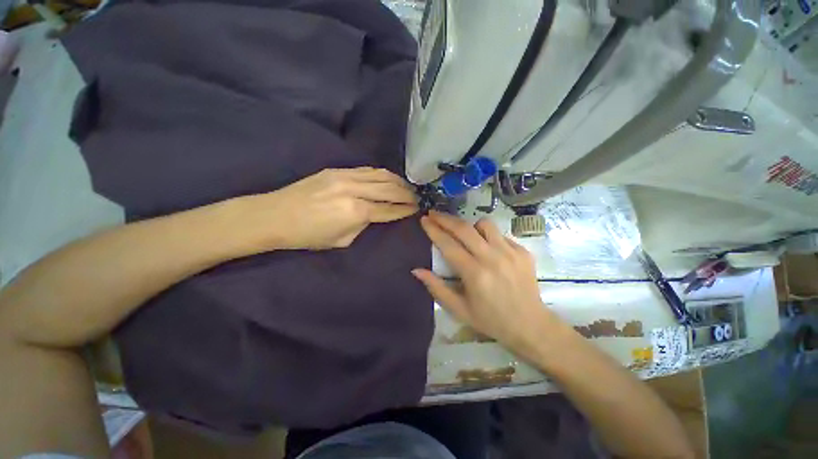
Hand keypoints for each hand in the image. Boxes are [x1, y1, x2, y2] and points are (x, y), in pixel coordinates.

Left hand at [239, 168, 418, 250]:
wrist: (275, 215)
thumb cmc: (308, 236)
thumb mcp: (342, 240)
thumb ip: (363, 225)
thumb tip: (374, 215)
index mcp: (356, 211)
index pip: (389, 209)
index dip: (404, 209)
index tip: (416, 208)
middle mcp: (355, 190)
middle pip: (390, 188)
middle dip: (407, 193)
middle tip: (417, 197)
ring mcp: (346, 176)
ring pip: (381, 175)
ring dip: (398, 181)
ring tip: (407, 186)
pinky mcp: (337, 170)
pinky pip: (367, 170)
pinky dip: (381, 174)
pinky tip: (388, 178)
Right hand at [412, 211, 558, 356]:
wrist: (531, 326)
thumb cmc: (490, 320)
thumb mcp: (458, 309)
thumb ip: (436, 288)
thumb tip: (416, 270)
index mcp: (474, 274)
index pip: (448, 244)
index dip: (433, 230)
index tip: (424, 220)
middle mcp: (492, 258)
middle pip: (464, 228)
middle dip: (445, 218)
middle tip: (433, 213)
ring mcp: (510, 252)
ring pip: (484, 224)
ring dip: (469, 225)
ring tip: (463, 233)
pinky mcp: (523, 252)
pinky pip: (500, 234)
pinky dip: (488, 236)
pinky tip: (486, 248)